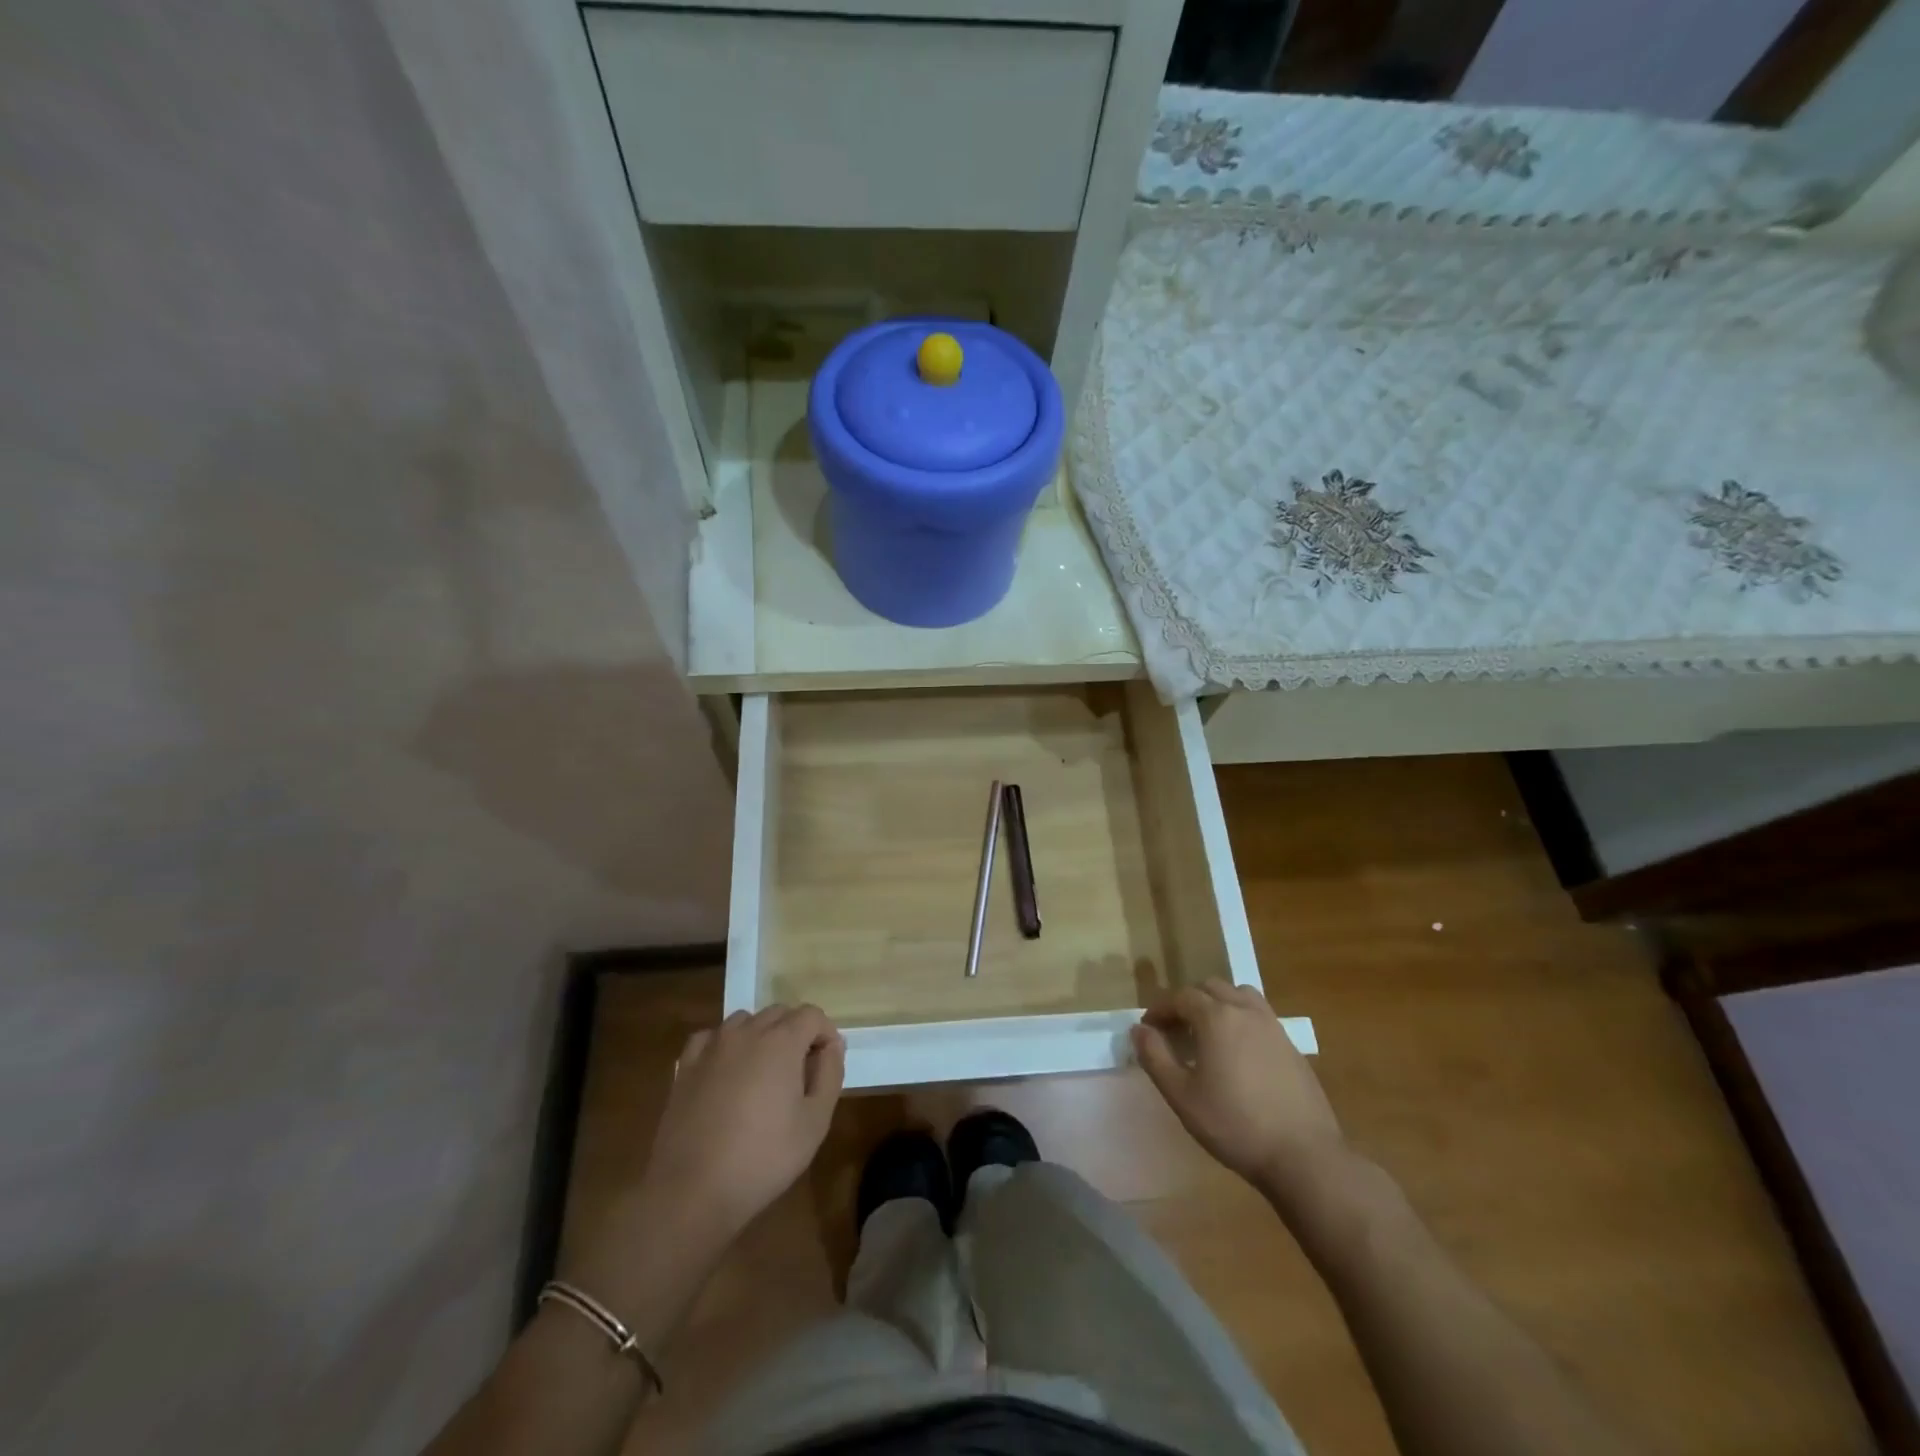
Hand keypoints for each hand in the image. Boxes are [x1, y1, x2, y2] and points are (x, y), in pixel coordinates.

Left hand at [636, 1005, 845, 1245]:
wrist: (692, 1192)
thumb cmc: (763, 1158)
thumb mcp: (815, 1122)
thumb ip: (830, 1074)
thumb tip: (832, 1046)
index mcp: (781, 1041)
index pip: (812, 1015)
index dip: (825, 1034)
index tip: (827, 1064)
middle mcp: (746, 1032)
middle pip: (779, 1013)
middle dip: (796, 1032)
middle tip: (800, 1072)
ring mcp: (712, 1047)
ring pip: (745, 1021)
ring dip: (761, 1036)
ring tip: (764, 1073)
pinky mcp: (686, 1067)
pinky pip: (711, 1038)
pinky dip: (725, 1045)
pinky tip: (726, 1072)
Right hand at [1132, 982, 1345, 1205]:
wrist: (1303, 1155)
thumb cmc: (1234, 1125)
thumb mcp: (1182, 1096)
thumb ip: (1155, 1057)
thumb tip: (1139, 1030)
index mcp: (1216, 1017)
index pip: (1180, 997)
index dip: (1160, 1009)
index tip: (1148, 1028)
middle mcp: (1245, 1010)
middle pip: (1210, 987)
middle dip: (1188, 1002)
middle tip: (1175, 1030)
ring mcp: (1273, 1026)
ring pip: (1239, 995)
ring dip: (1218, 1003)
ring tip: (1208, 1032)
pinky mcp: (1291, 1045)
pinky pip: (1259, 1015)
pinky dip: (1241, 1019)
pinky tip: (1238, 1052)